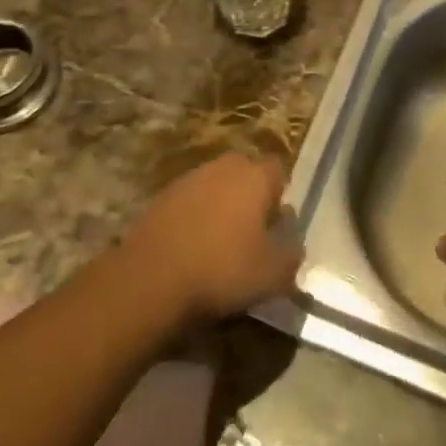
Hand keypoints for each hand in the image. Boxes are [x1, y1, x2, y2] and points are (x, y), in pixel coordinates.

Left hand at [125, 154, 301, 325]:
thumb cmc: (222, 270)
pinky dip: (194, 216)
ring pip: (215, 184)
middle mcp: (223, 167)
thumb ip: (292, 255)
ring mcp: (190, 178)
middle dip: (250, 195)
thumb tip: (294, 243)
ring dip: (220, 205)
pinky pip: (189, 200)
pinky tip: (191, 247)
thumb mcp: (272, 275)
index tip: (277, 222)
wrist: (151, 278)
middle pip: (245, 172)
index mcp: (254, 177)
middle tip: (251, 231)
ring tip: (219, 242)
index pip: (278, 169)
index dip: (280, 193)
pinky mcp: (162, 196)